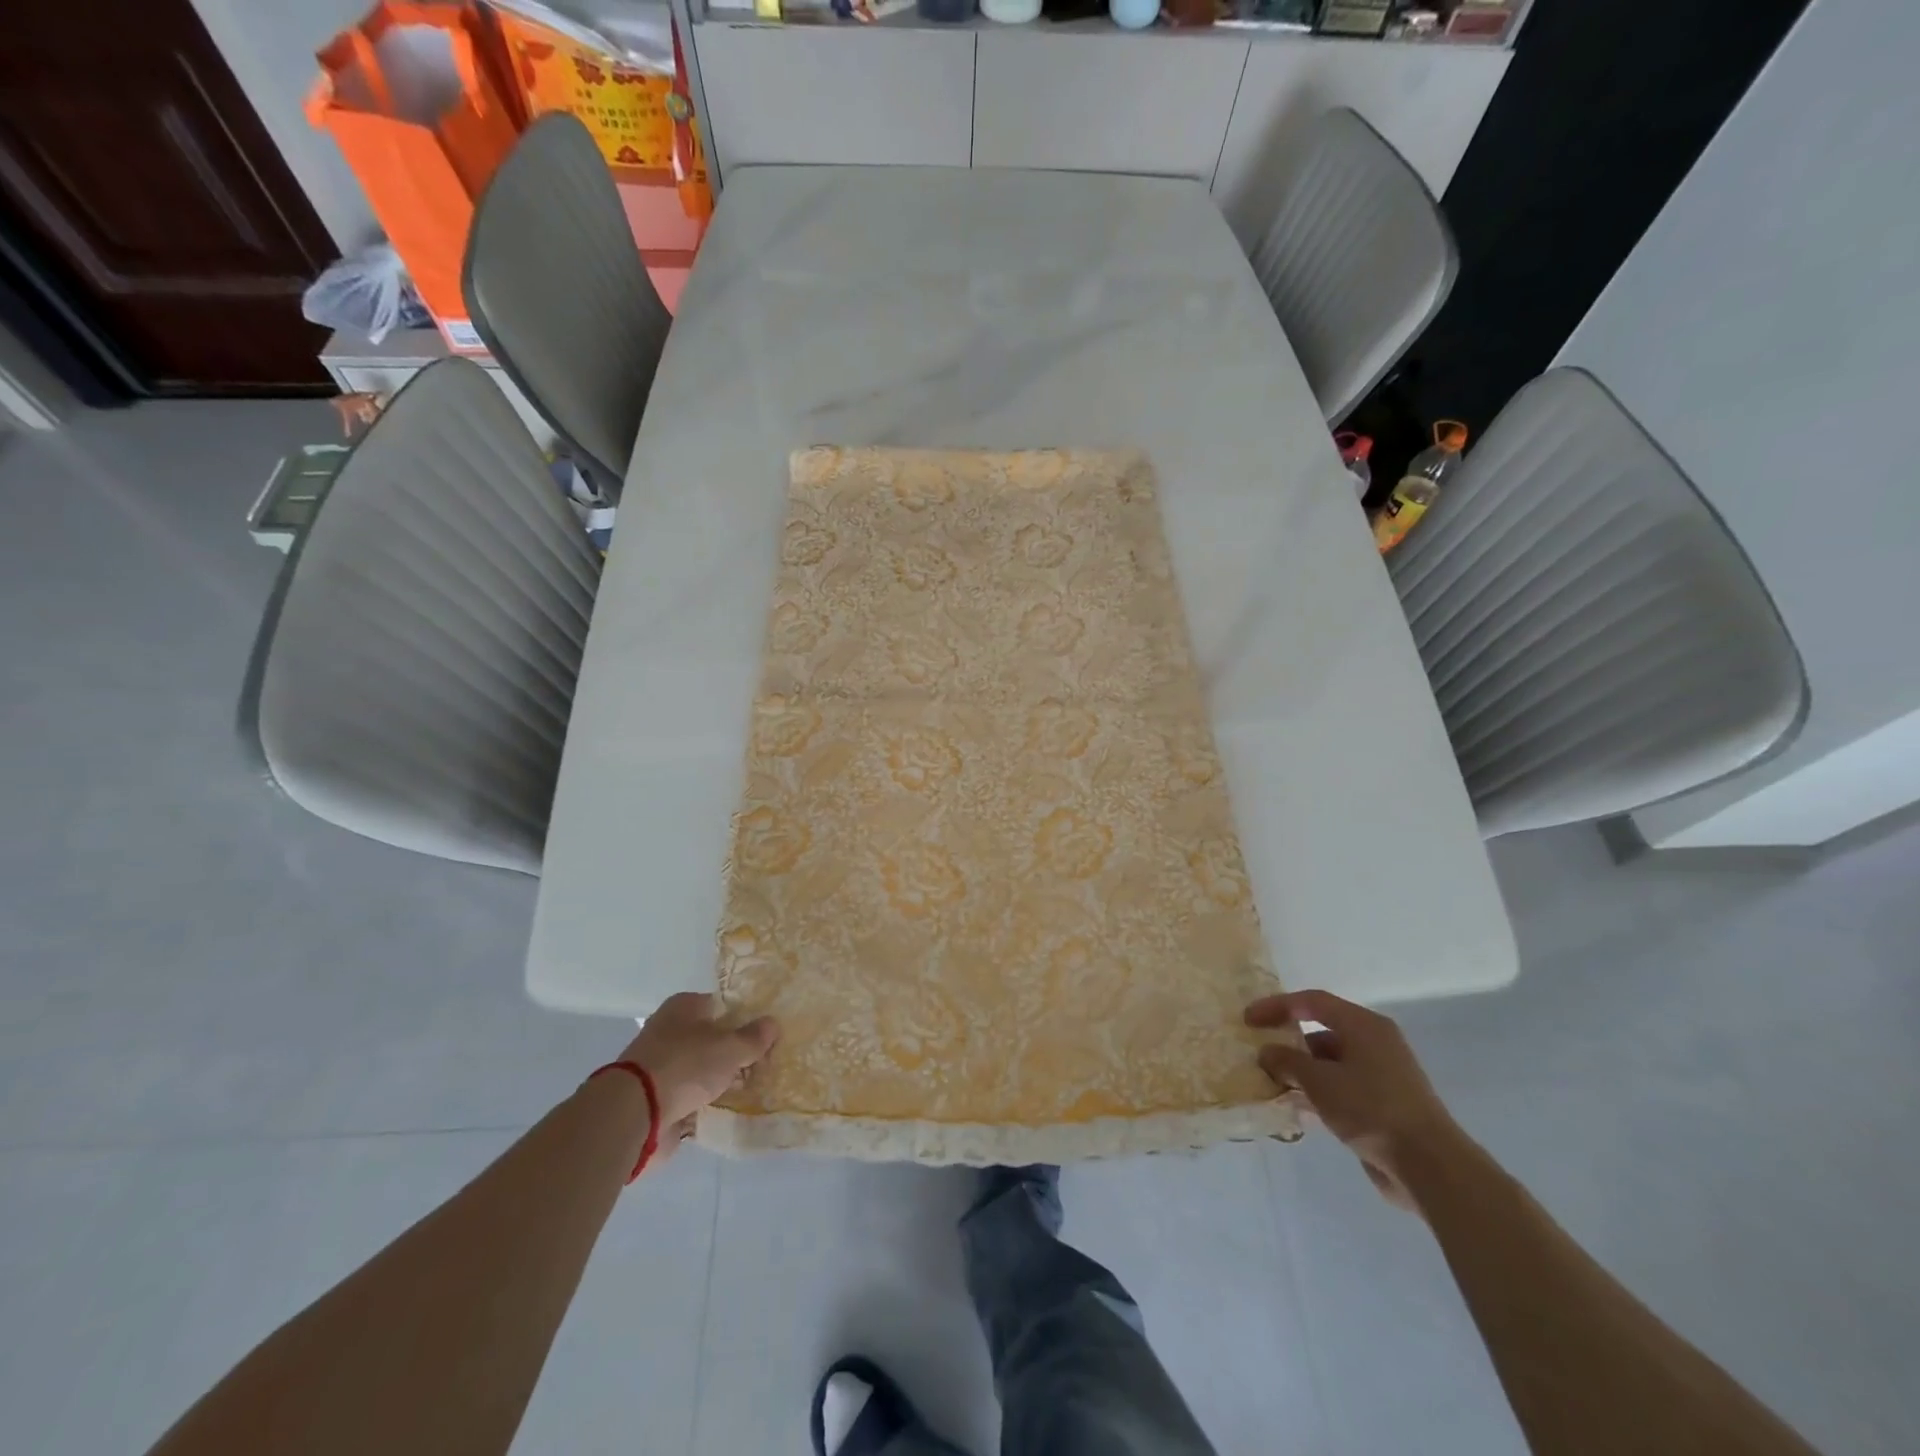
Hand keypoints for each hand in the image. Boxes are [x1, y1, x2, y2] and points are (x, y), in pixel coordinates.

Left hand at [619, 993, 778, 1157]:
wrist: (635, 1115)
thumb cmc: (685, 1065)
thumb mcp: (730, 1047)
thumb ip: (753, 1037)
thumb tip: (772, 1023)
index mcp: (684, 1007)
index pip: (721, 1005)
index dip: (744, 1018)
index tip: (765, 1034)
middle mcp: (669, 1032)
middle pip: (711, 1039)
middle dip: (733, 1052)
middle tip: (763, 1063)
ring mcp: (660, 1067)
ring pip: (701, 1070)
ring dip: (720, 1080)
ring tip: (752, 1089)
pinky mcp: (656, 1100)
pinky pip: (691, 1098)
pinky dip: (706, 1104)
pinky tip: (729, 1110)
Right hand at [1246, 988, 1462, 1211]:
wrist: (1429, 1166)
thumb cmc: (1371, 1108)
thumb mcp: (1320, 1081)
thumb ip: (1287, 1061)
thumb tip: (1267, 1052)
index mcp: (1364, 1025)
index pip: (1312, 1001)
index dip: (1277, 1006)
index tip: (1248, 1020)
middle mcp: (1375, 1043)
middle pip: (1322, 1030)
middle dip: (1288, 1040)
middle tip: (1259, 1052)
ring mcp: (1382, 1075)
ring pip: (1330, 1063)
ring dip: (1301, 1071)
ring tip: (1271, 1083)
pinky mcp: (1384, 1105)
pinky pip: (1341, 1088)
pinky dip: (1318, 1093)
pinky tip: (1297, 1109)